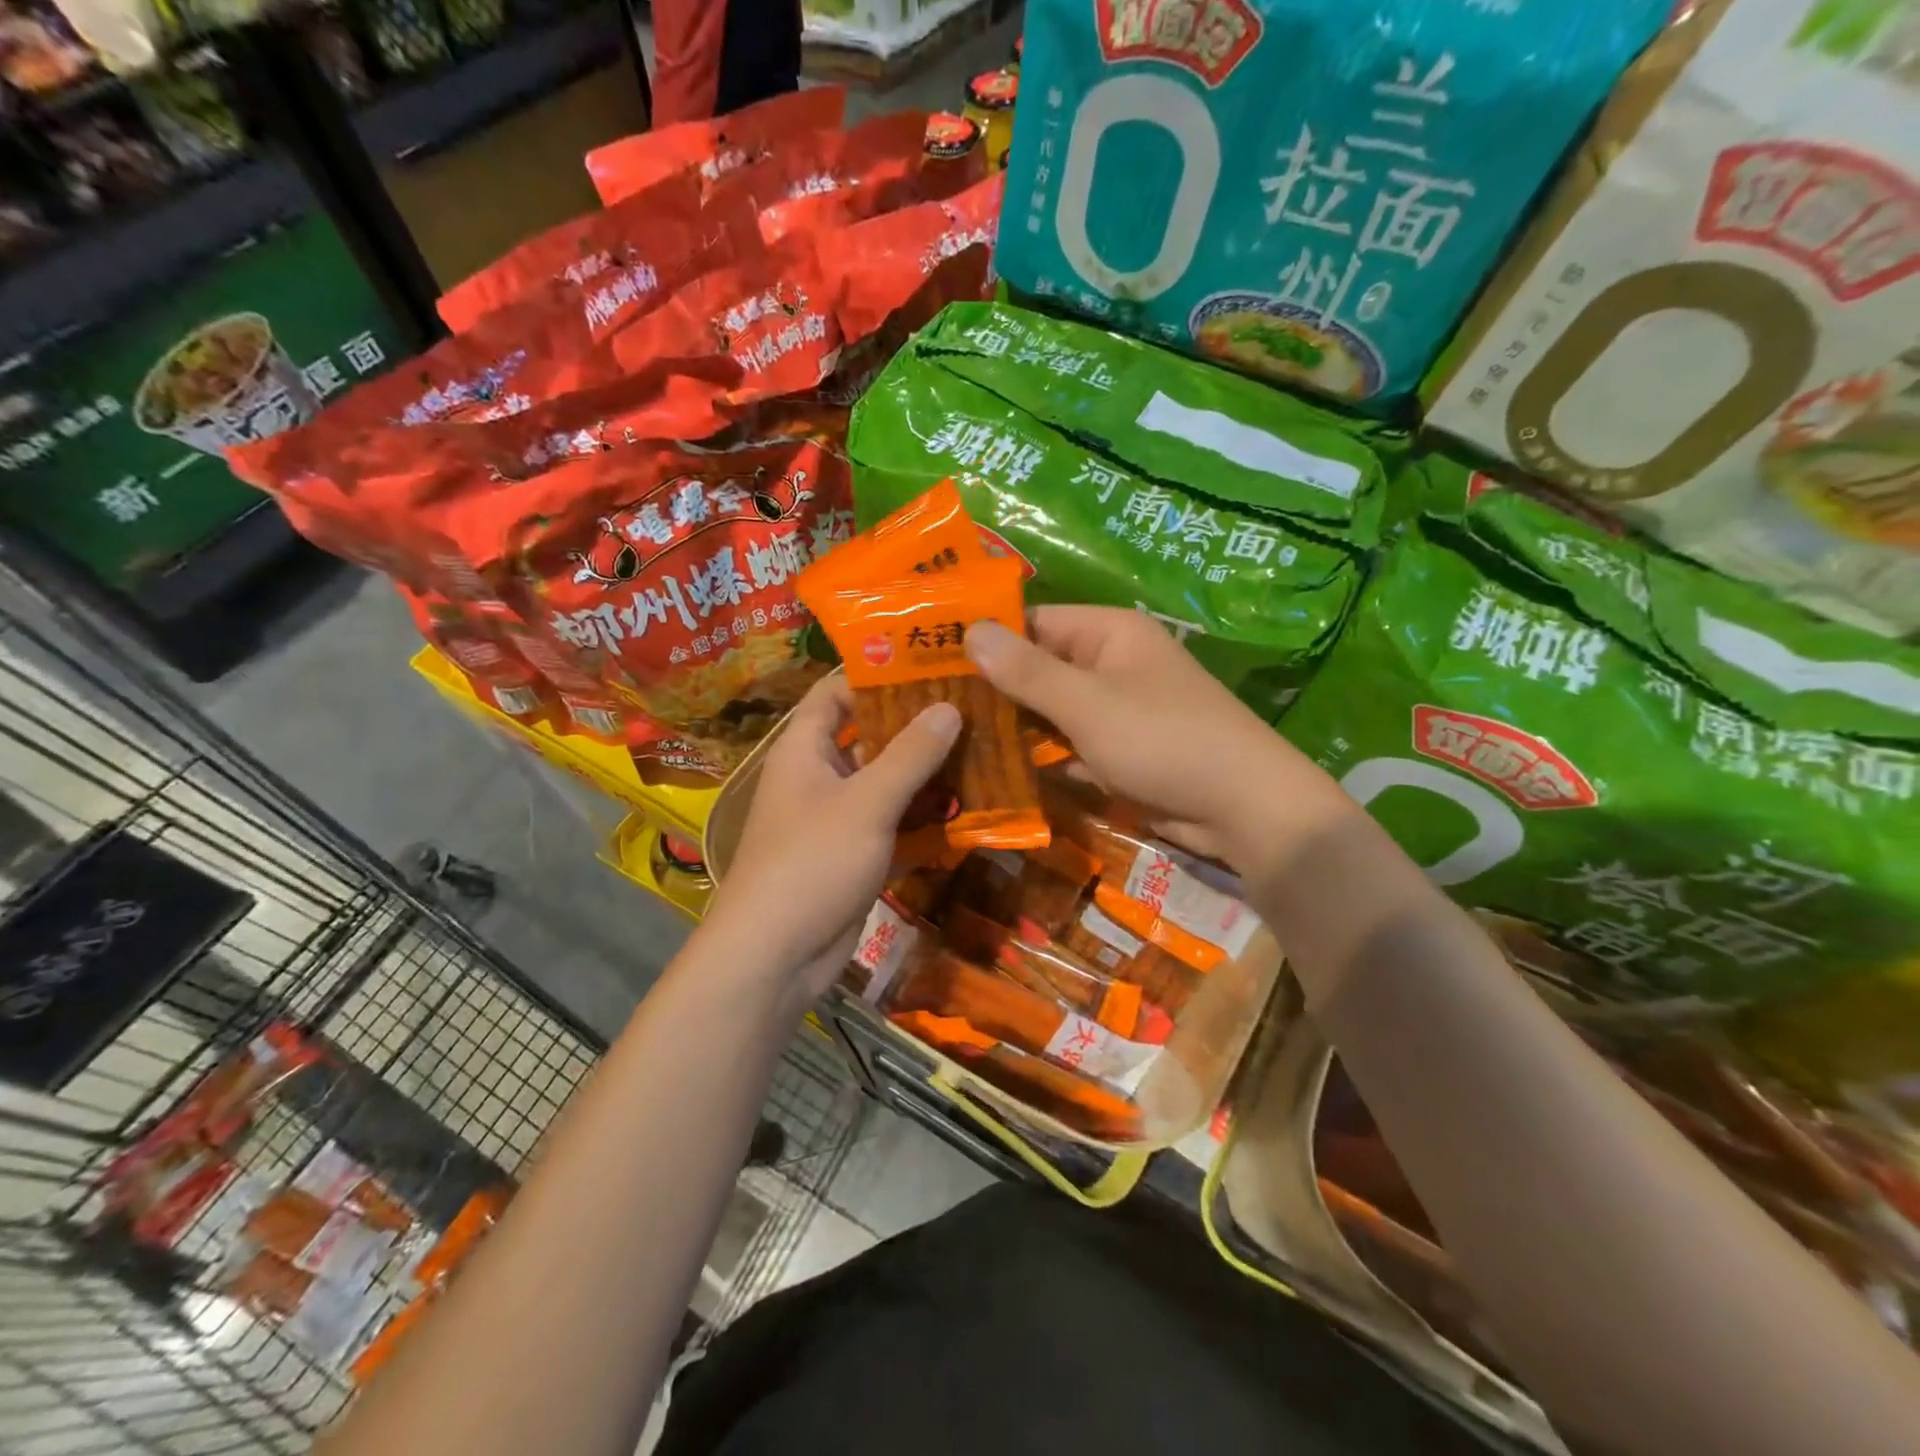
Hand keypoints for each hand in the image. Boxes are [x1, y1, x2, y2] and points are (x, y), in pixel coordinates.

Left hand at [704, 675, 959, 1007]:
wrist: (775, 956)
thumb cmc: (812, 863)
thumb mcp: (866, 803)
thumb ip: (909, 755)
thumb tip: (949, 705)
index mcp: (805, 749)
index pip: (837, 691)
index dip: (877, 673)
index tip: (930, 662)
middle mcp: (819, 775)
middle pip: (869, 735)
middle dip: (916, 724)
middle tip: (973, 706)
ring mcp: (837, 817)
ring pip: (886, 782)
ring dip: (927, 773)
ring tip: (983, 750)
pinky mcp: (854, 854)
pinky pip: (893, 823)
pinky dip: (923, 817)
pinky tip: (968, 809)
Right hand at [965, 607, 1341, 874]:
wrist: (1243, 808)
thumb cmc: (1163, 739)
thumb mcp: (1088, 703)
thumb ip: (1027, 671)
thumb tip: (970, 631)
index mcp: (1108, 633)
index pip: (1032, 622)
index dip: (985, 639)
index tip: (930, 661)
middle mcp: (1110, 663)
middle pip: (1039, 668)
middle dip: (993, 689)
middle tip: (931, 709)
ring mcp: (1116, 710)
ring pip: (1051, 711)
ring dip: (1013, 727)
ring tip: (951, 740)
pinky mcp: (1120, 751)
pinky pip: (1070, 745)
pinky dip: (1042, 757)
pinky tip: (996, 772)